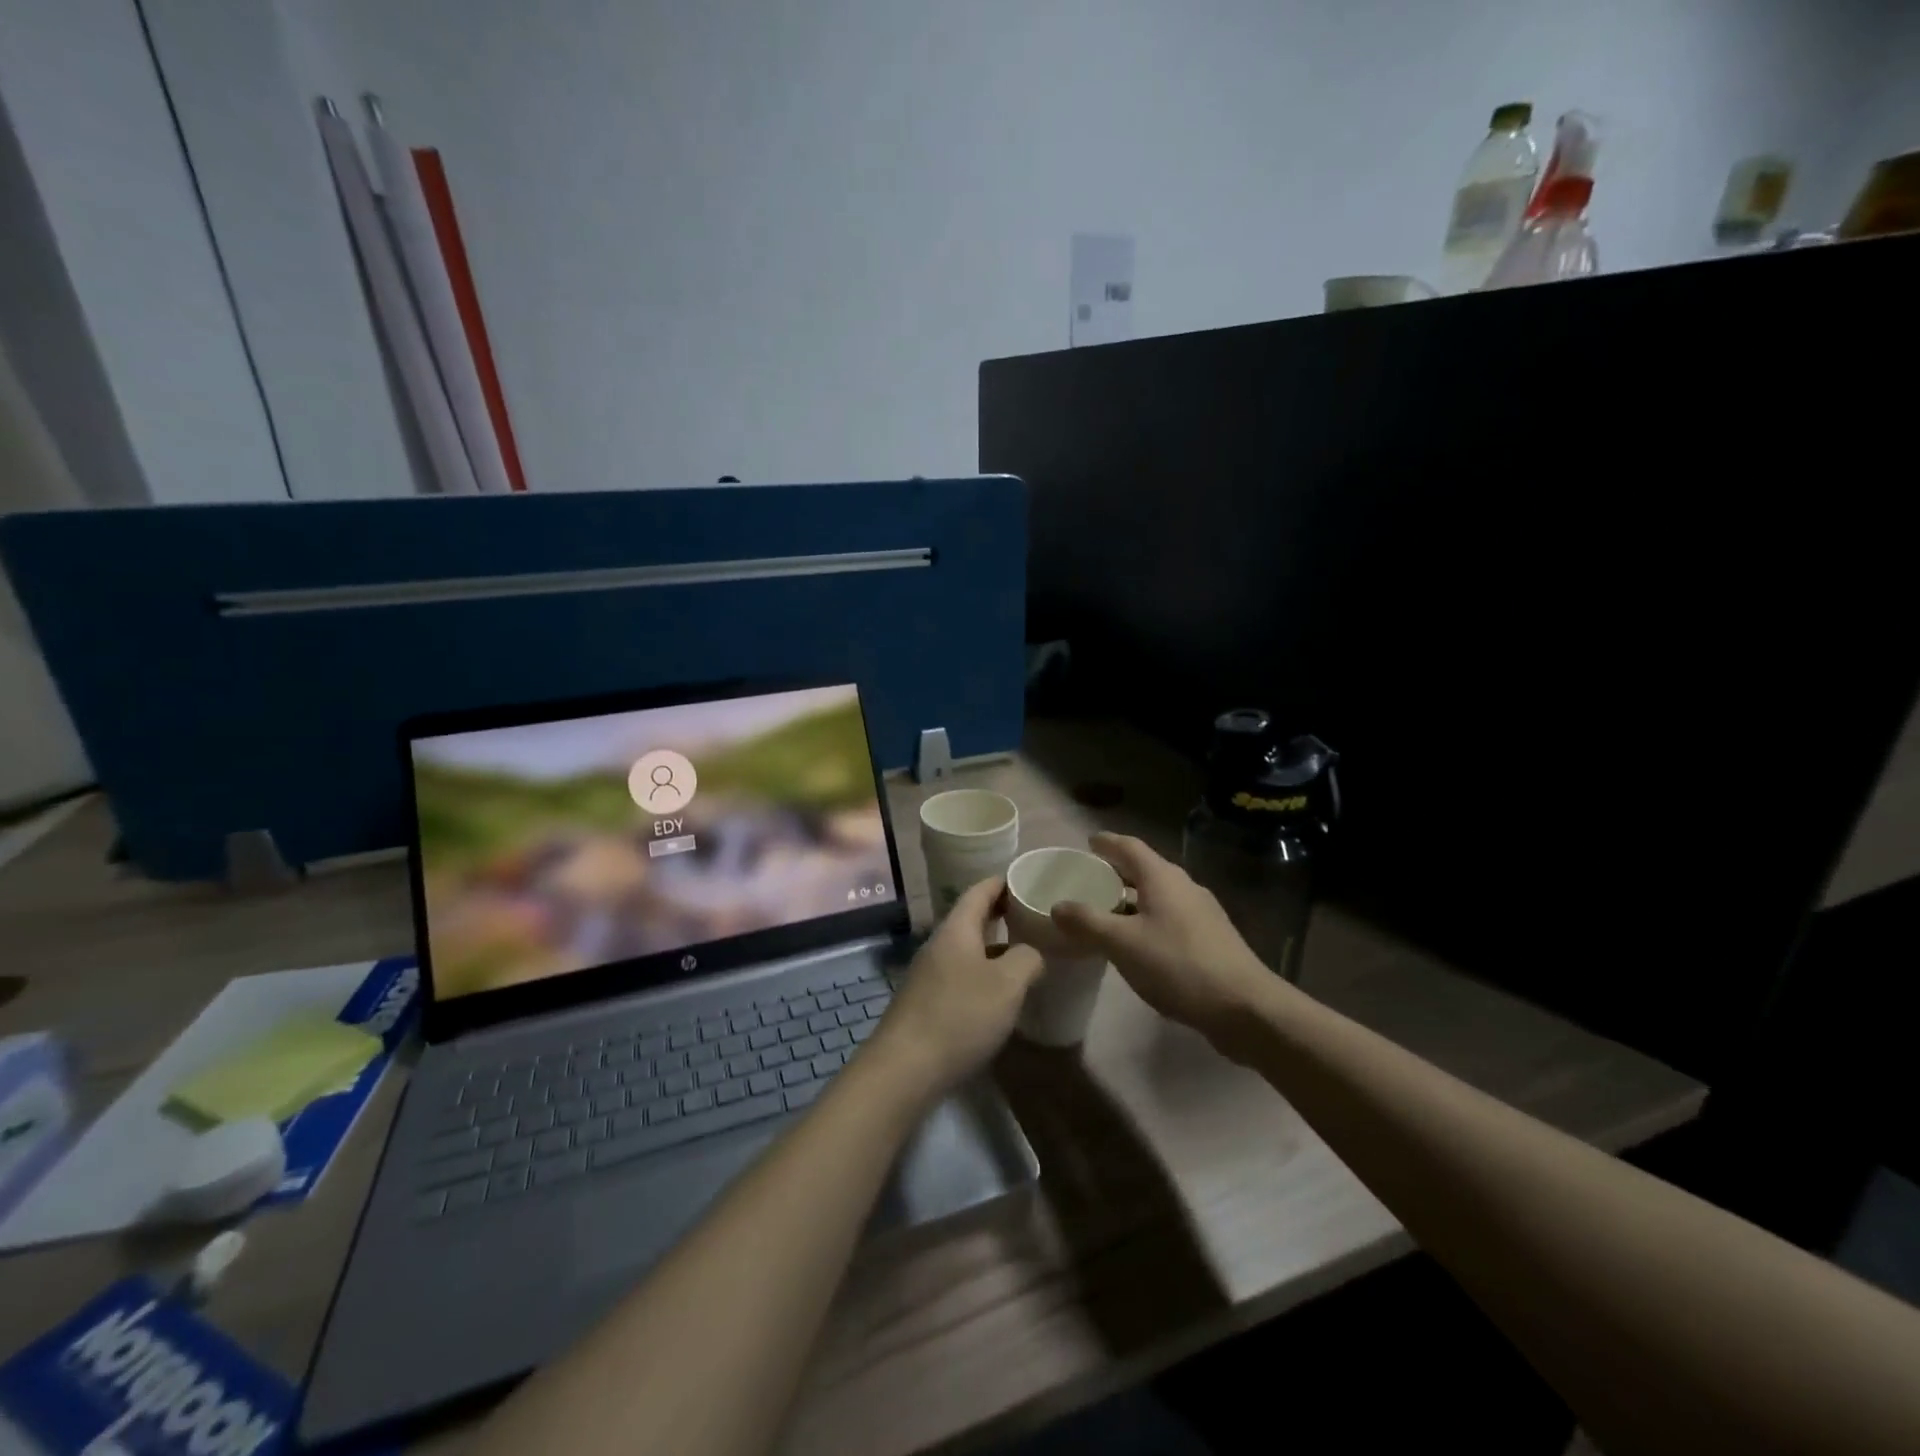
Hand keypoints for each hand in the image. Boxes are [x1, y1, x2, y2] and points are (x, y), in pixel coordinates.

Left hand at [868, 876, 1042, 1101]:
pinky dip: (982, 974)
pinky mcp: (925, 1004)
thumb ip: (1027, 959)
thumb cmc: (960, 1016)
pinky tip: (999, 995)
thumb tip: (1031, 954)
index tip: (1025, 879)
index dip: (1001, 883)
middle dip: (1000, 915)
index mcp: (956, 930)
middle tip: (1032, 917)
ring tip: (1023, 955)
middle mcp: (938, 945)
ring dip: (993, 948)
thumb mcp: (1007, 984)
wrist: (905, 1069)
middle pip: (970, 919)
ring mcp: (928, 975)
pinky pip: (960, 976)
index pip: (978, 892)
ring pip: (966, 950)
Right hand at [1048, 833, 1283, 1048]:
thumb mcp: (1123, 944)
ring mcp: (1201, 912)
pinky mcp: (1211, 938)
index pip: (1129, 846)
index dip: (1106, 842)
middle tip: (1088, 880)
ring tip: (1106, 912)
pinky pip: (1170, 916)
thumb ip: (1087, 922)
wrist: (1245, 1007)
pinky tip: (1137, 943)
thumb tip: (1058, 905)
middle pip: (1144, 869)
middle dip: (1116, 871)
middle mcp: (1184, 886)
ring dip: (1131, 898)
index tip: (1087, 843)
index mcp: (1162, 878)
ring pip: (1158, 895)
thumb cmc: (1178, 966)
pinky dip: (1147, 919)